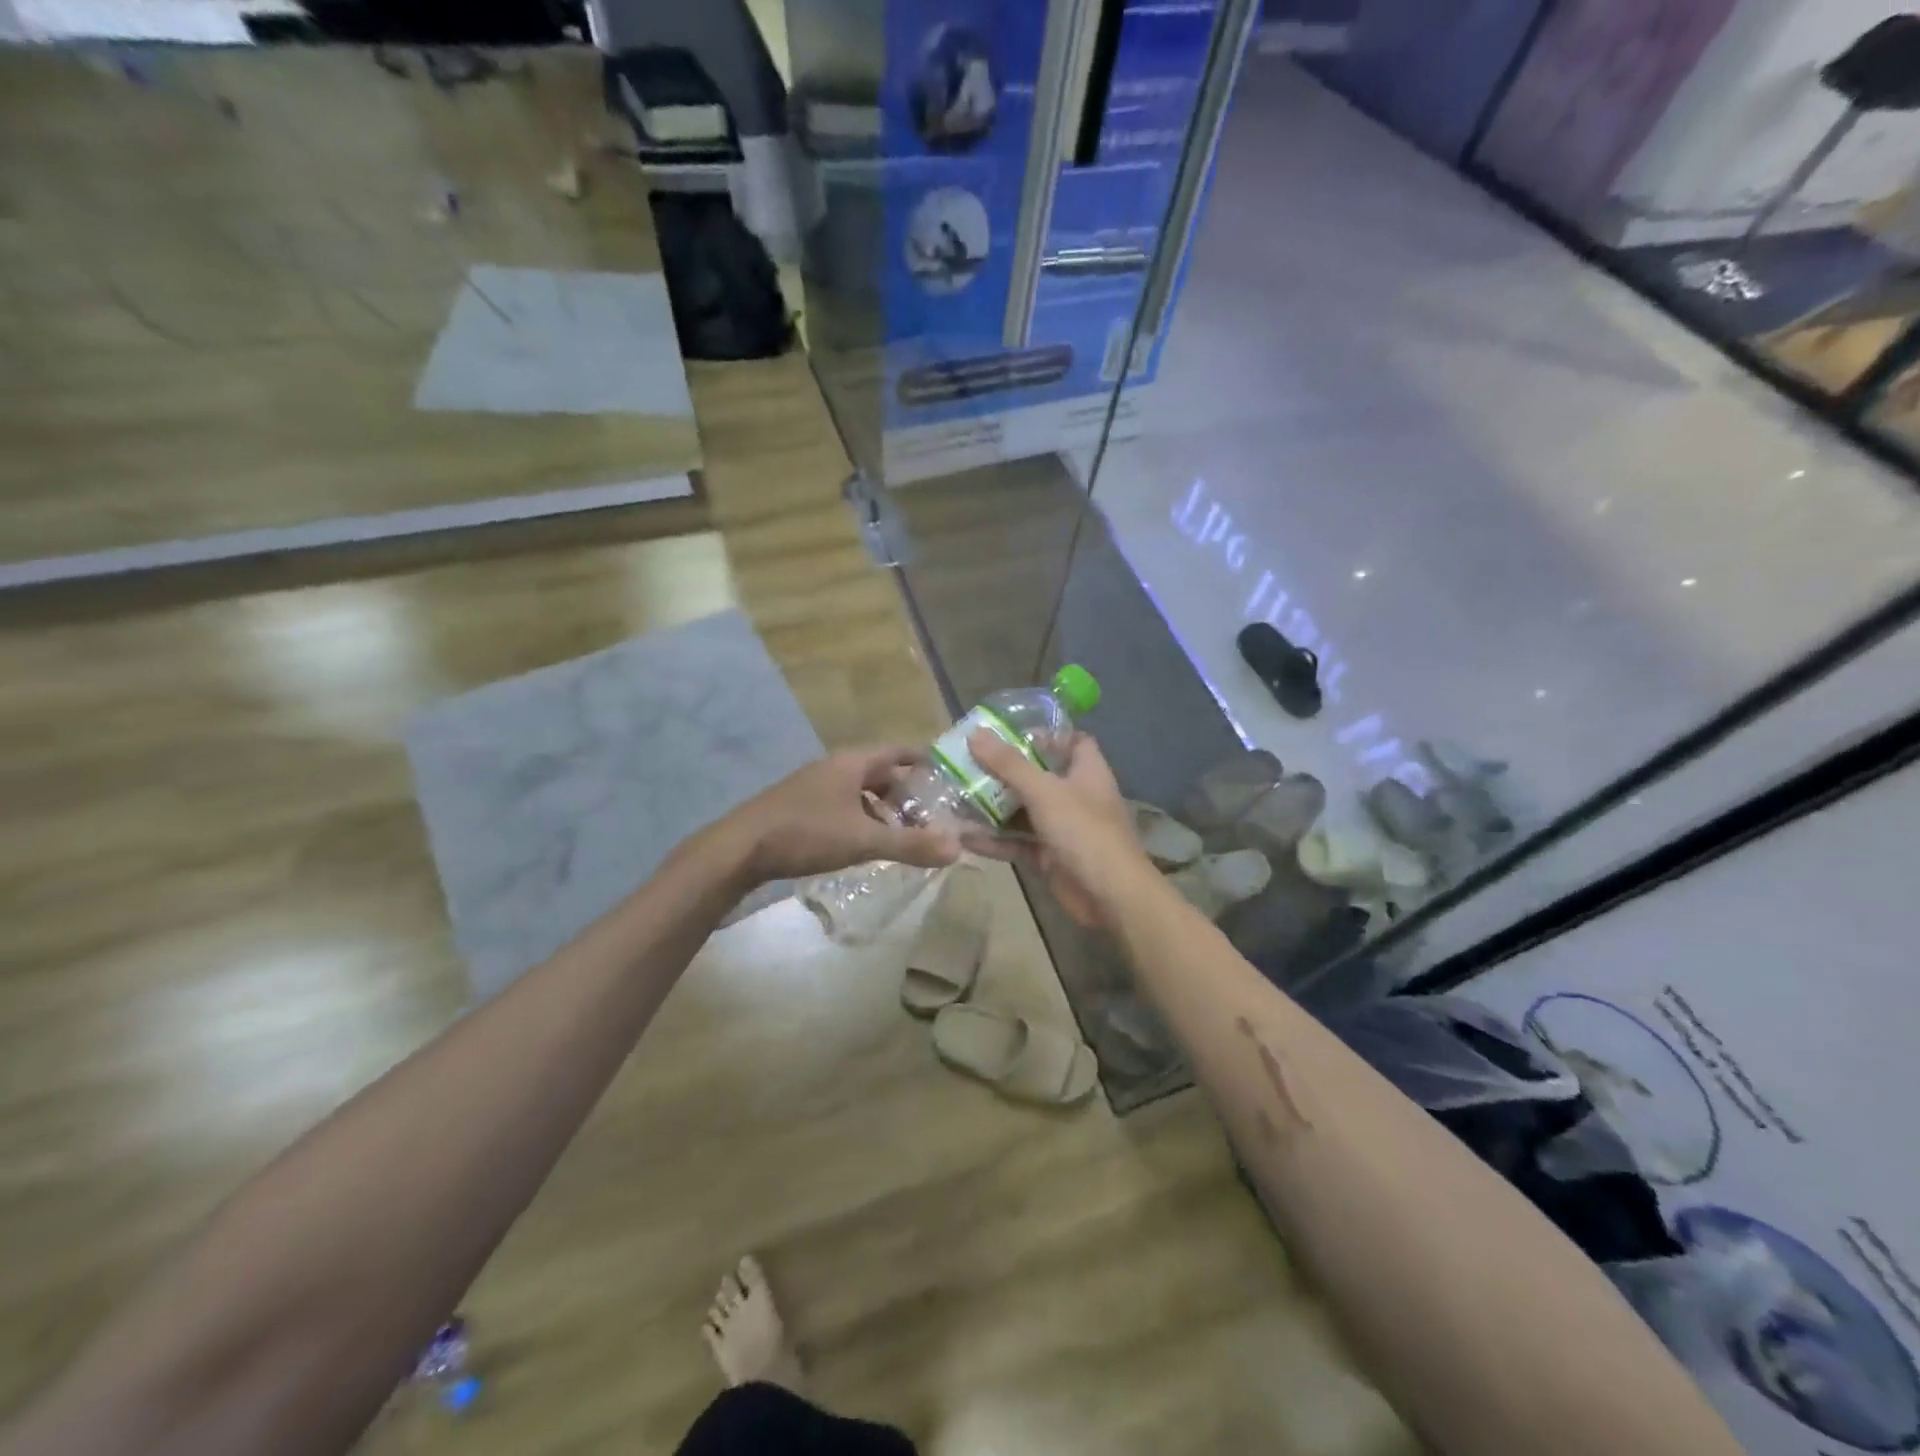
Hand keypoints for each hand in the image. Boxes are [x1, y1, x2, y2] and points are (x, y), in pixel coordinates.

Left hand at [721, 747, 962, 884]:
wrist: (739, 849)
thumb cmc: (806, 833)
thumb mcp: (863, 839)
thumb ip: (910, 845)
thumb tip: (957, 849)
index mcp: (851, 763)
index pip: (898, 751)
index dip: (923, 760)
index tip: (947, 775)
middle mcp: (833, 768)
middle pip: (879, 772)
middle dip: (906, 792)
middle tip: (932, 814)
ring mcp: (813, 786)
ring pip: (859, 791)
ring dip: (882, 808)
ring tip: (903, 833)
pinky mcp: (798, 806)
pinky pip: (841, 805)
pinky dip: (861, 819)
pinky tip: (864, 843)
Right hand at [965, 730, 1149, 927]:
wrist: (1110, 896)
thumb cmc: (1084, 831)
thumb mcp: (1044, 791)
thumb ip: (1009, 764)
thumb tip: (975, 734)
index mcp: (1086, 771)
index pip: (1072, 741)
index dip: (1045, 734)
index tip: (1007, 732)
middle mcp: (1075, 795)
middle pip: (1038, 775)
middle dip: (1004, 770)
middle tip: (967, 762)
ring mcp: (1062, 828)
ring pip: (1023, 811)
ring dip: (993, 807)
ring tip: (954, 796)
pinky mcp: (1049, 856)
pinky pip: (1017, 842)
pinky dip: (994, 840)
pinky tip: (962, 837)